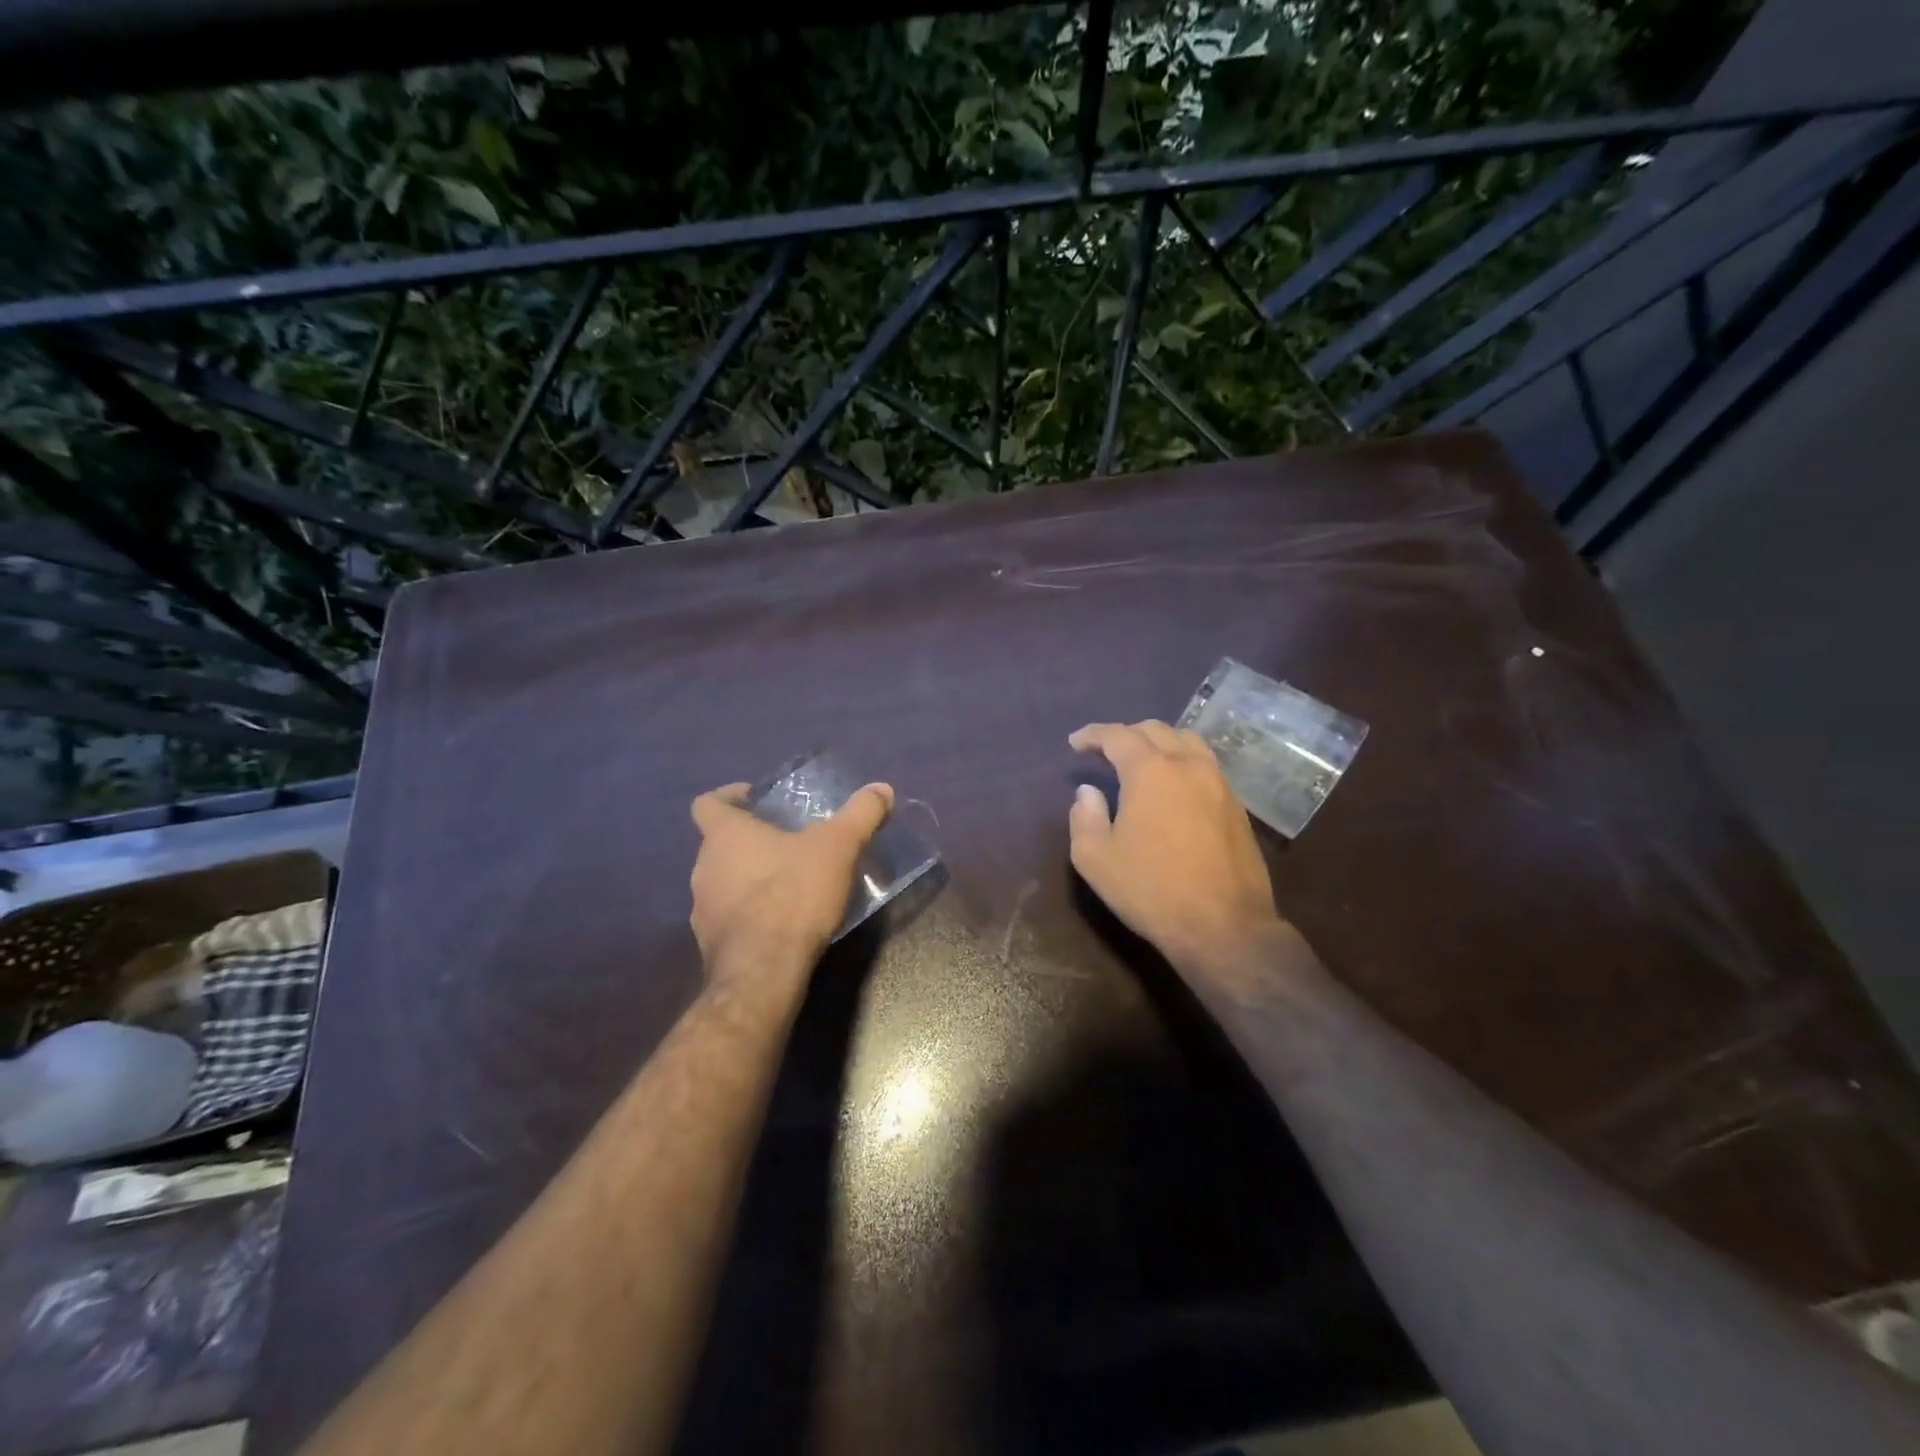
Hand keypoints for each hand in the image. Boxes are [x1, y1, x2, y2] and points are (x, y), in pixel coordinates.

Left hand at [689, 780, 894, 980]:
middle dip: (750, 841)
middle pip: (719, 843)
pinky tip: (781, 923)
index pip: (708, 803)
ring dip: (749, 879)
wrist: (764, 971)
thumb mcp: (838, 847)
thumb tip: (882, 788)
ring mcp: (702, 909)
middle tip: (787, 843)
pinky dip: (750, 914)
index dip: (728, 797)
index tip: (755, 800)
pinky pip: (729, 917)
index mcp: (725, 835)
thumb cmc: (794, 895)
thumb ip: (860, 814)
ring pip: (722, 881)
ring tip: (788, 884)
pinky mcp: (711, 944)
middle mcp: (703, 867)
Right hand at [1068, 721, 1293, 973]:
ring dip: (1160, 742)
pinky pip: (1206, 765)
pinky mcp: (1237, 805)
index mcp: (1151, 772)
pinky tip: (1174, 784)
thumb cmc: (1151, 890)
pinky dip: (1183, 761)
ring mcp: (1219, 783)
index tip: (1075, 742)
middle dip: (1126, 734)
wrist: (1224, 926)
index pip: (1117, 736)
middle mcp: (1188, 765)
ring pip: (1187, 741)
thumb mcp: (1095, 859)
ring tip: (1143, 760)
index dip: (1093, 735)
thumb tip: (1089, 792)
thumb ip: (1084, 817)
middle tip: (1105, 751)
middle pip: (1156, 730)